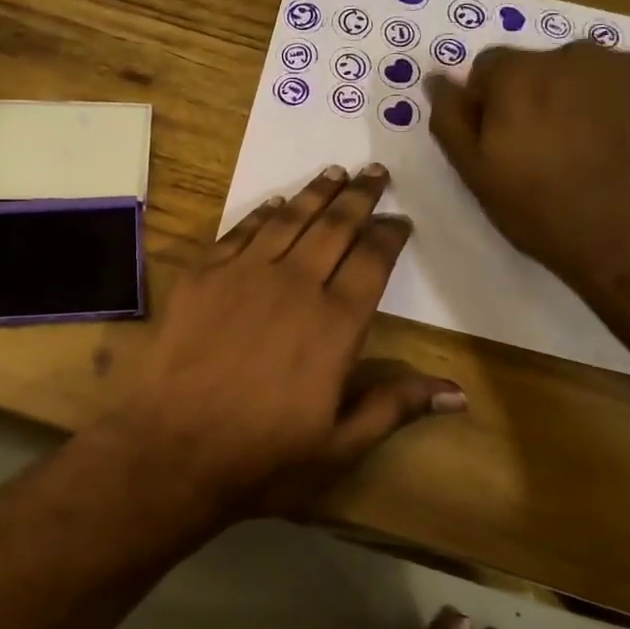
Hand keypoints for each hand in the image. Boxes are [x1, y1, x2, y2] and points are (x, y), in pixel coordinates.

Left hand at [104, 165, 464, 519]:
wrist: (170, 449)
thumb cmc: (261, 457)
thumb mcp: (339, 446)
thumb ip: (395, 407)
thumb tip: (458, 394)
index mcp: (335, 323)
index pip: (372, 261)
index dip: (389, 235)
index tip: (401, 219)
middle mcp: (294, 285)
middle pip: (334, 227)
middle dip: (359, 197)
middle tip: (375, 172)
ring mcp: (243, 274)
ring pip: (288, 219)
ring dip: (314, 192)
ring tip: (334, 172)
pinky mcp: (202, 275)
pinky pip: (240, 232)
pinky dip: (263, 213)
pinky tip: (275, 203)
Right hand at [425, 44, 629, 285]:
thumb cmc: (547, 213)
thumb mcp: (477, 175)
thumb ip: (451, 119)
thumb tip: (436, 79)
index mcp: (519, 74)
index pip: (489, 67)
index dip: (489, 103)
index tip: (502, 142)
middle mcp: (575, 55)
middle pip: (543, 67)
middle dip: (539, 98)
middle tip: (549, 153)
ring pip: (593, 76)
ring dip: (584, 101)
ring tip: (595, 154)